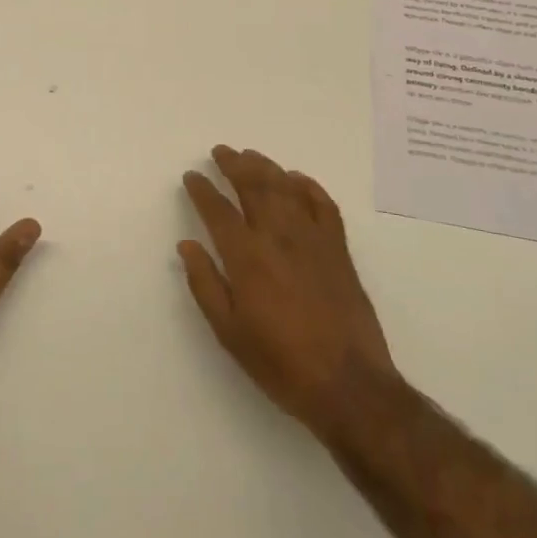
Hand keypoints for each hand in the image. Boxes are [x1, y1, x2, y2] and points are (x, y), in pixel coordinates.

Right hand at [178, 146, 400, 441]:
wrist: (349, 385)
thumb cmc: (280, 362)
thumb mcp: (229, 332)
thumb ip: (205, 284)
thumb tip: (187, 245)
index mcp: (246, 257)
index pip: (217, 210)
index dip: (202, 189)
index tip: (191, 176)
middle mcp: (278, 237)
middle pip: (253, 186)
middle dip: (233, 164)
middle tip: (220, 152)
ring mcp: (312, 239)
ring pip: (286, 187)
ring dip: (265, 167)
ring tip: (250, 156)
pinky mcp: (338, 249)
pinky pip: (323, 204)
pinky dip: (308, 186)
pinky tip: (296, 178)